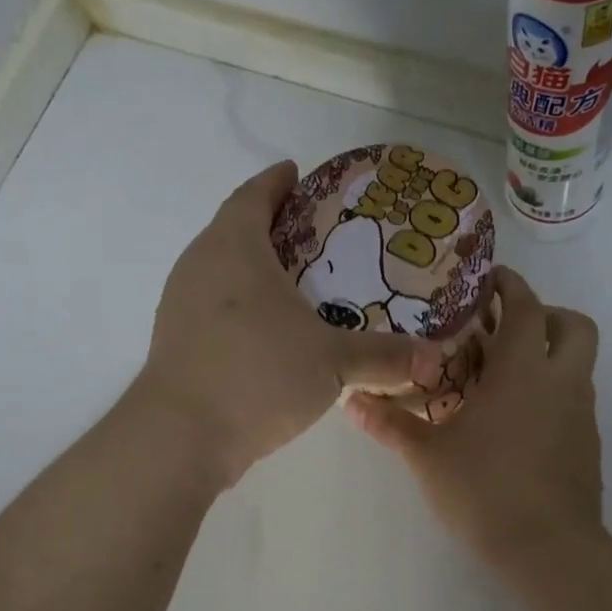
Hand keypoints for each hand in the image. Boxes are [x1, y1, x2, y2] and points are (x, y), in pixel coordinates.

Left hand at [138, 161, 442, 486]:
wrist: (181, 436)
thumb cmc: (258, 375)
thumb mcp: (331, 362)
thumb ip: (384, 356)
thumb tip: (435, 358)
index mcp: (233, 246)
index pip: (254, 195)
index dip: (277, 181)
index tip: (298, 174)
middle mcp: (199, 265)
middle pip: (235, 230)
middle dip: (272, 227)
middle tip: (315, 236)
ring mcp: (180, 305)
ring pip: (222, 272)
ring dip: (255, 271)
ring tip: (297, 285)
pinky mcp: (176, 342)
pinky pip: (214, 308)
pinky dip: (242, 307)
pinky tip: (270, 333)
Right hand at [346, 268, 603, 568]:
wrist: (547, 547)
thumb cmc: (484, 490)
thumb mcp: (427, 456)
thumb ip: (390, 424)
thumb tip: (350, 401)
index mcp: (522, 372)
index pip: (526, 307)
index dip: (511, 286)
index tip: (491, 280)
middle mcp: (561, 383)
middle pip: (574, 325)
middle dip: (546, 315)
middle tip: (507, 330)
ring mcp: (581, 415)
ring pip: (578, 365)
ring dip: (548, 357)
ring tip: (503, 380)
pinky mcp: (588, 445)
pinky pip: (574, 401)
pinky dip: (552, 394)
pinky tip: (517, 425)